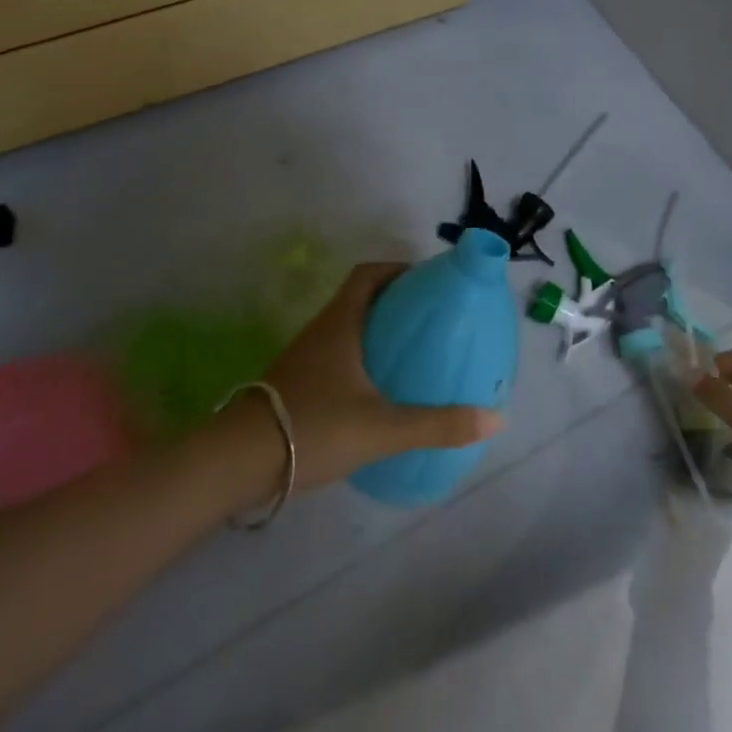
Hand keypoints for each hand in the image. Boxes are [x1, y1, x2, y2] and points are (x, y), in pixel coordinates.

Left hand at [258, 262, 502, 489]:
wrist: (236, 462)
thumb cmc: (312, 427)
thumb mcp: (382, 428)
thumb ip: (438, 424)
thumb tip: (496, 417)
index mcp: (340, 323)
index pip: (368, 274)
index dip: (398, 269)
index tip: (428, 282)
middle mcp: (320, 330)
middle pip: (359, 299)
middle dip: (394, 302)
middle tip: (430, 320)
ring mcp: (303, 356)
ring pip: (346, 328)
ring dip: (376, 330)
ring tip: (410, 352)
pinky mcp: (294, 382)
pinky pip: (334, 354)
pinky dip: (359, 357)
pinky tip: (376, 389)